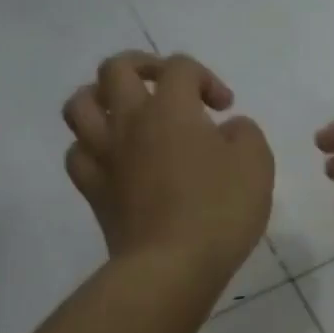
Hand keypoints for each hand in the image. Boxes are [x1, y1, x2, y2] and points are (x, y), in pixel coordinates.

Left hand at [62, 52, 272, 281]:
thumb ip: (245, 133)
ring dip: (101, 98)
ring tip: (125, 111)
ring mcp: (105, 155)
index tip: (225, 108)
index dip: (205, 77)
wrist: (171, 266)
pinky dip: (91, 146)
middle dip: (143, 66)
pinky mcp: (93, 189)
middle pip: (115, 69)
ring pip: (79, 105)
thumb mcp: (256, 164)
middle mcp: (130, 122)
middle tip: (167, 87)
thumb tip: (229, 128)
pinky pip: (77, 153)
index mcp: (171, 108)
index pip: (179, 67)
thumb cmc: (219, 210)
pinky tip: (112, 156)